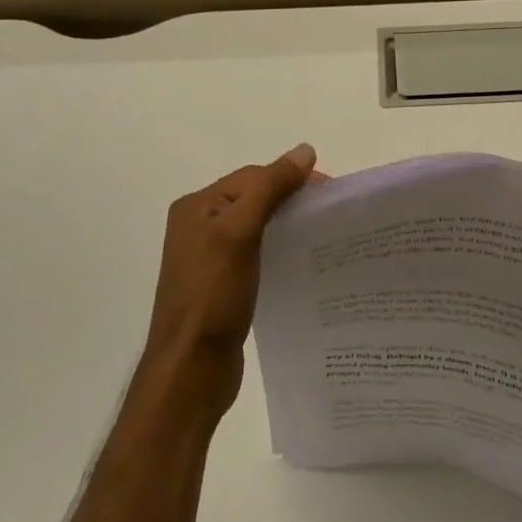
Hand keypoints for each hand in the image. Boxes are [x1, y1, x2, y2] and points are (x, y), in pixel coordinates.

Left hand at [140, 144, 319, 418]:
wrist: (191, 369)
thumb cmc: (213, 295)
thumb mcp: (240, 232)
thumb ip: (270, 189)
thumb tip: (305, 151)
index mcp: (197, 207)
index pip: (252, 177)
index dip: (290, 177)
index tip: (330, 192)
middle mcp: (198, 226)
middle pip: (253, 198)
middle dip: (291, 199)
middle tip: (330, 213)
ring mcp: (208, 258)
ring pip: (256, 227)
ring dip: (286, 224)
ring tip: (321, 235)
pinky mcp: (221, 286)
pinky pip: (256, 254)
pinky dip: (278, 250)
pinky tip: (299, 262)